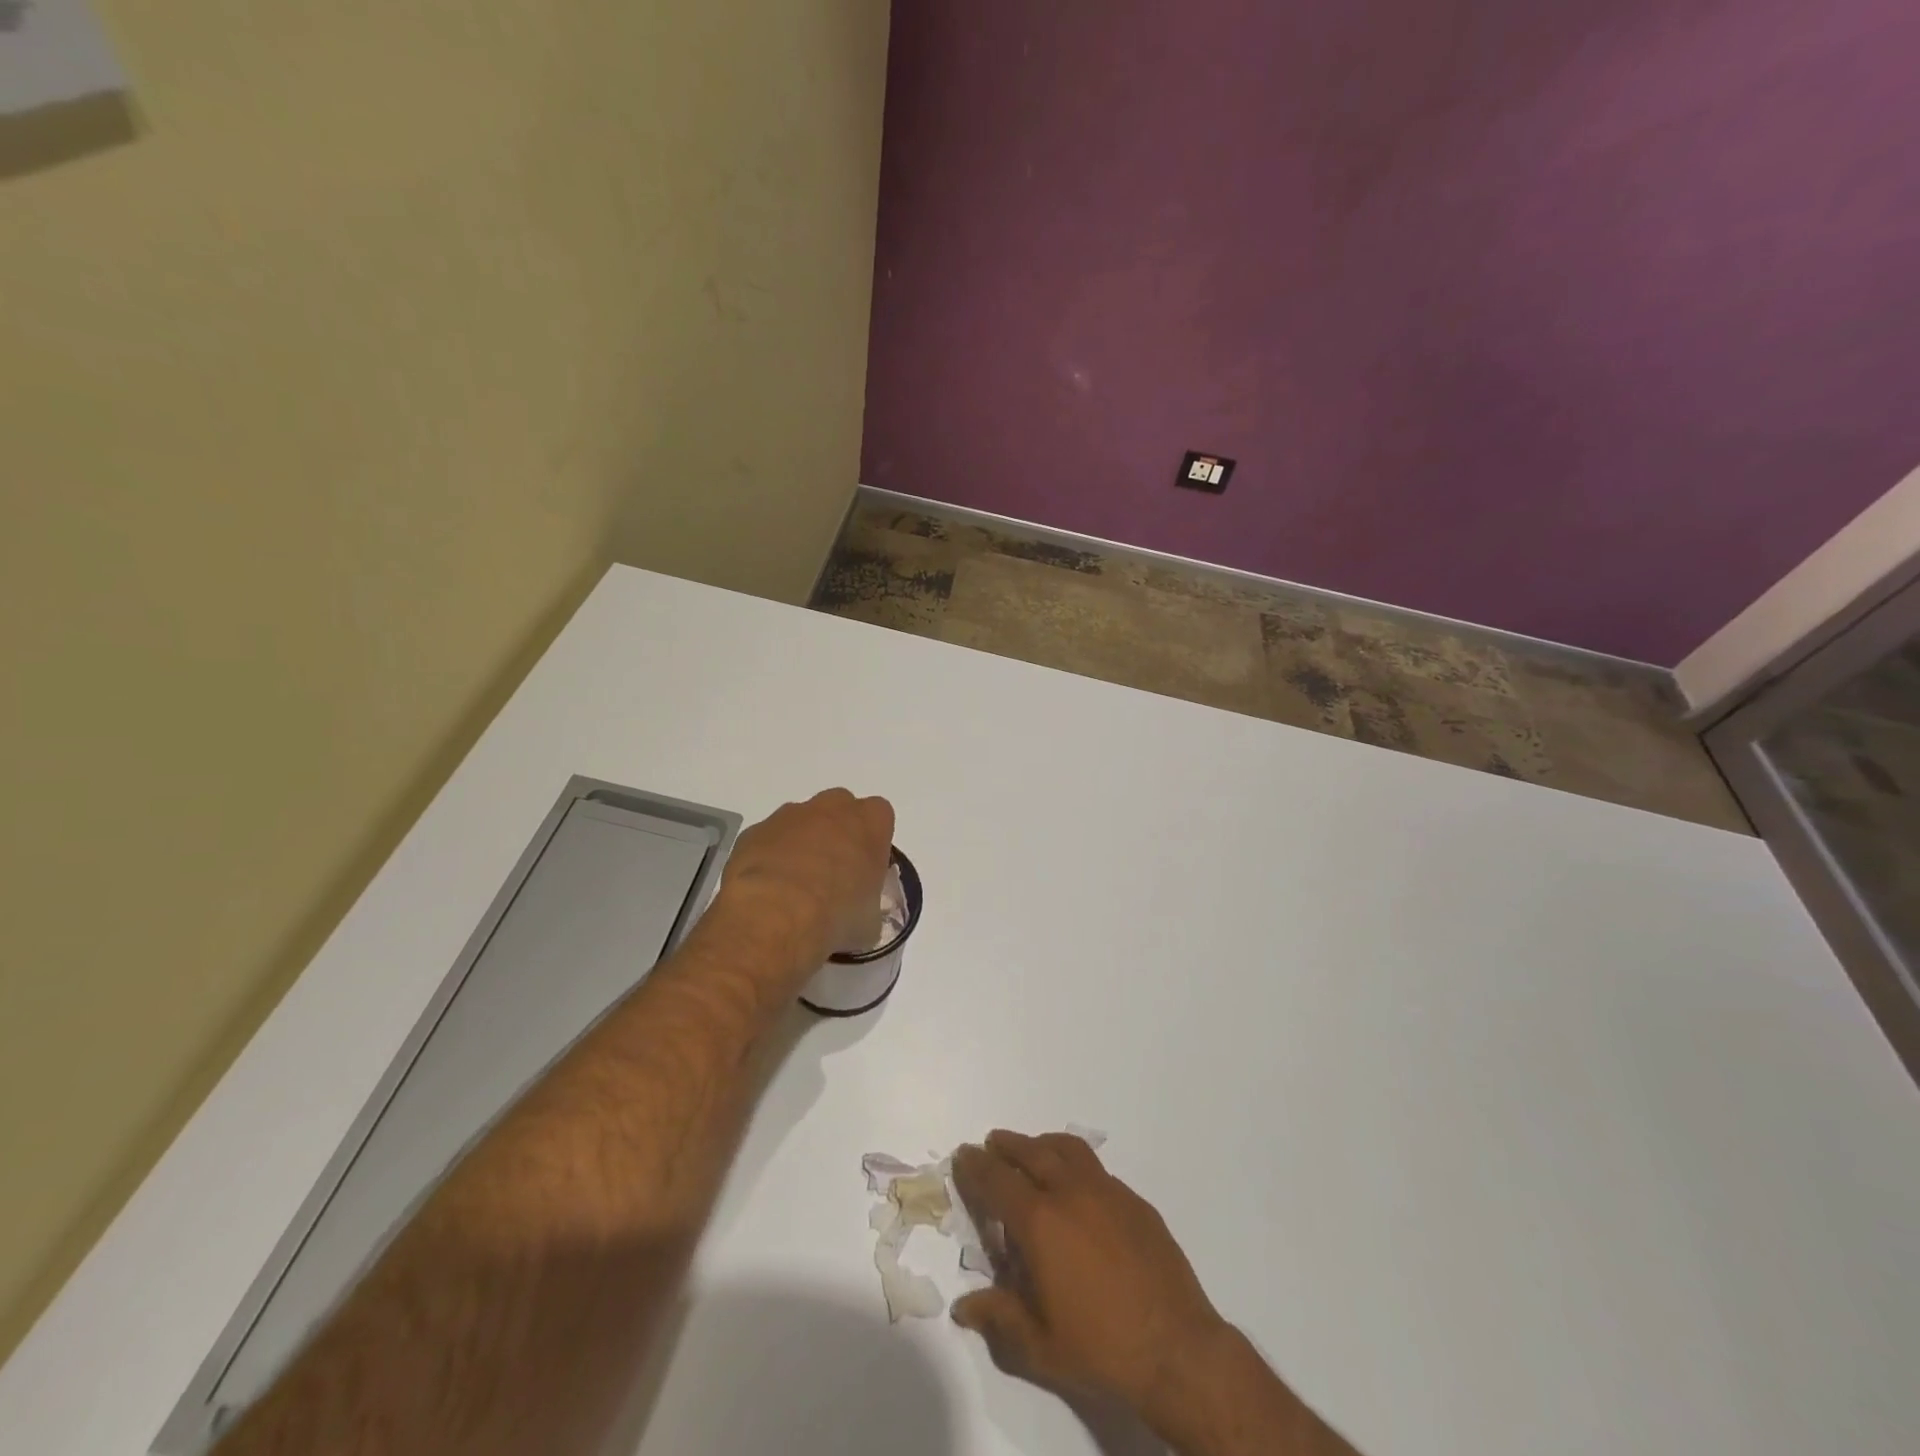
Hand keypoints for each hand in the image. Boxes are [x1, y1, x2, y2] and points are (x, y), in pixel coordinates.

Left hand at [715, 789, 894, 980]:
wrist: (775, 917)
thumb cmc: (837, 915)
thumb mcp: (870, 921)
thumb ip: (868, 904)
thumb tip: (857, 914)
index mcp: (870, 822)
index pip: (879, 817)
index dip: (872, 842)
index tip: (865, 869)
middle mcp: (832, 808)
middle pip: (839, 810)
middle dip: (837, 834)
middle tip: (832, 873)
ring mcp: (790, 815)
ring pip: (801, 821)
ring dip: (801, 844)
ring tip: (794, 887)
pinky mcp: (755, 830)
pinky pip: (768, 839)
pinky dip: (769, 857)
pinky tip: (767, 890)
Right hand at [951, 1131, 1230, 1431]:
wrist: (1177, 1349)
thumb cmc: (1101, 1349)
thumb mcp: (1039, 1346)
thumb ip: (998, 1318)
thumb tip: (964, 1307)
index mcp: (1040, 1222)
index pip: (997, 1180)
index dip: (976, 1166)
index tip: (964, 1155)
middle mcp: (1070, 1193)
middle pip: (1031, 1152)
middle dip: (1007, 1146)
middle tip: (992, 1144)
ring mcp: (1107, 1192)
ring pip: (1067, 1149)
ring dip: (1042, 1144)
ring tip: (1032, 1150)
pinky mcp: (1135, 1202)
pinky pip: (1096, 1169)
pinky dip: (1075, 1164)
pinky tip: (1077, 1187)